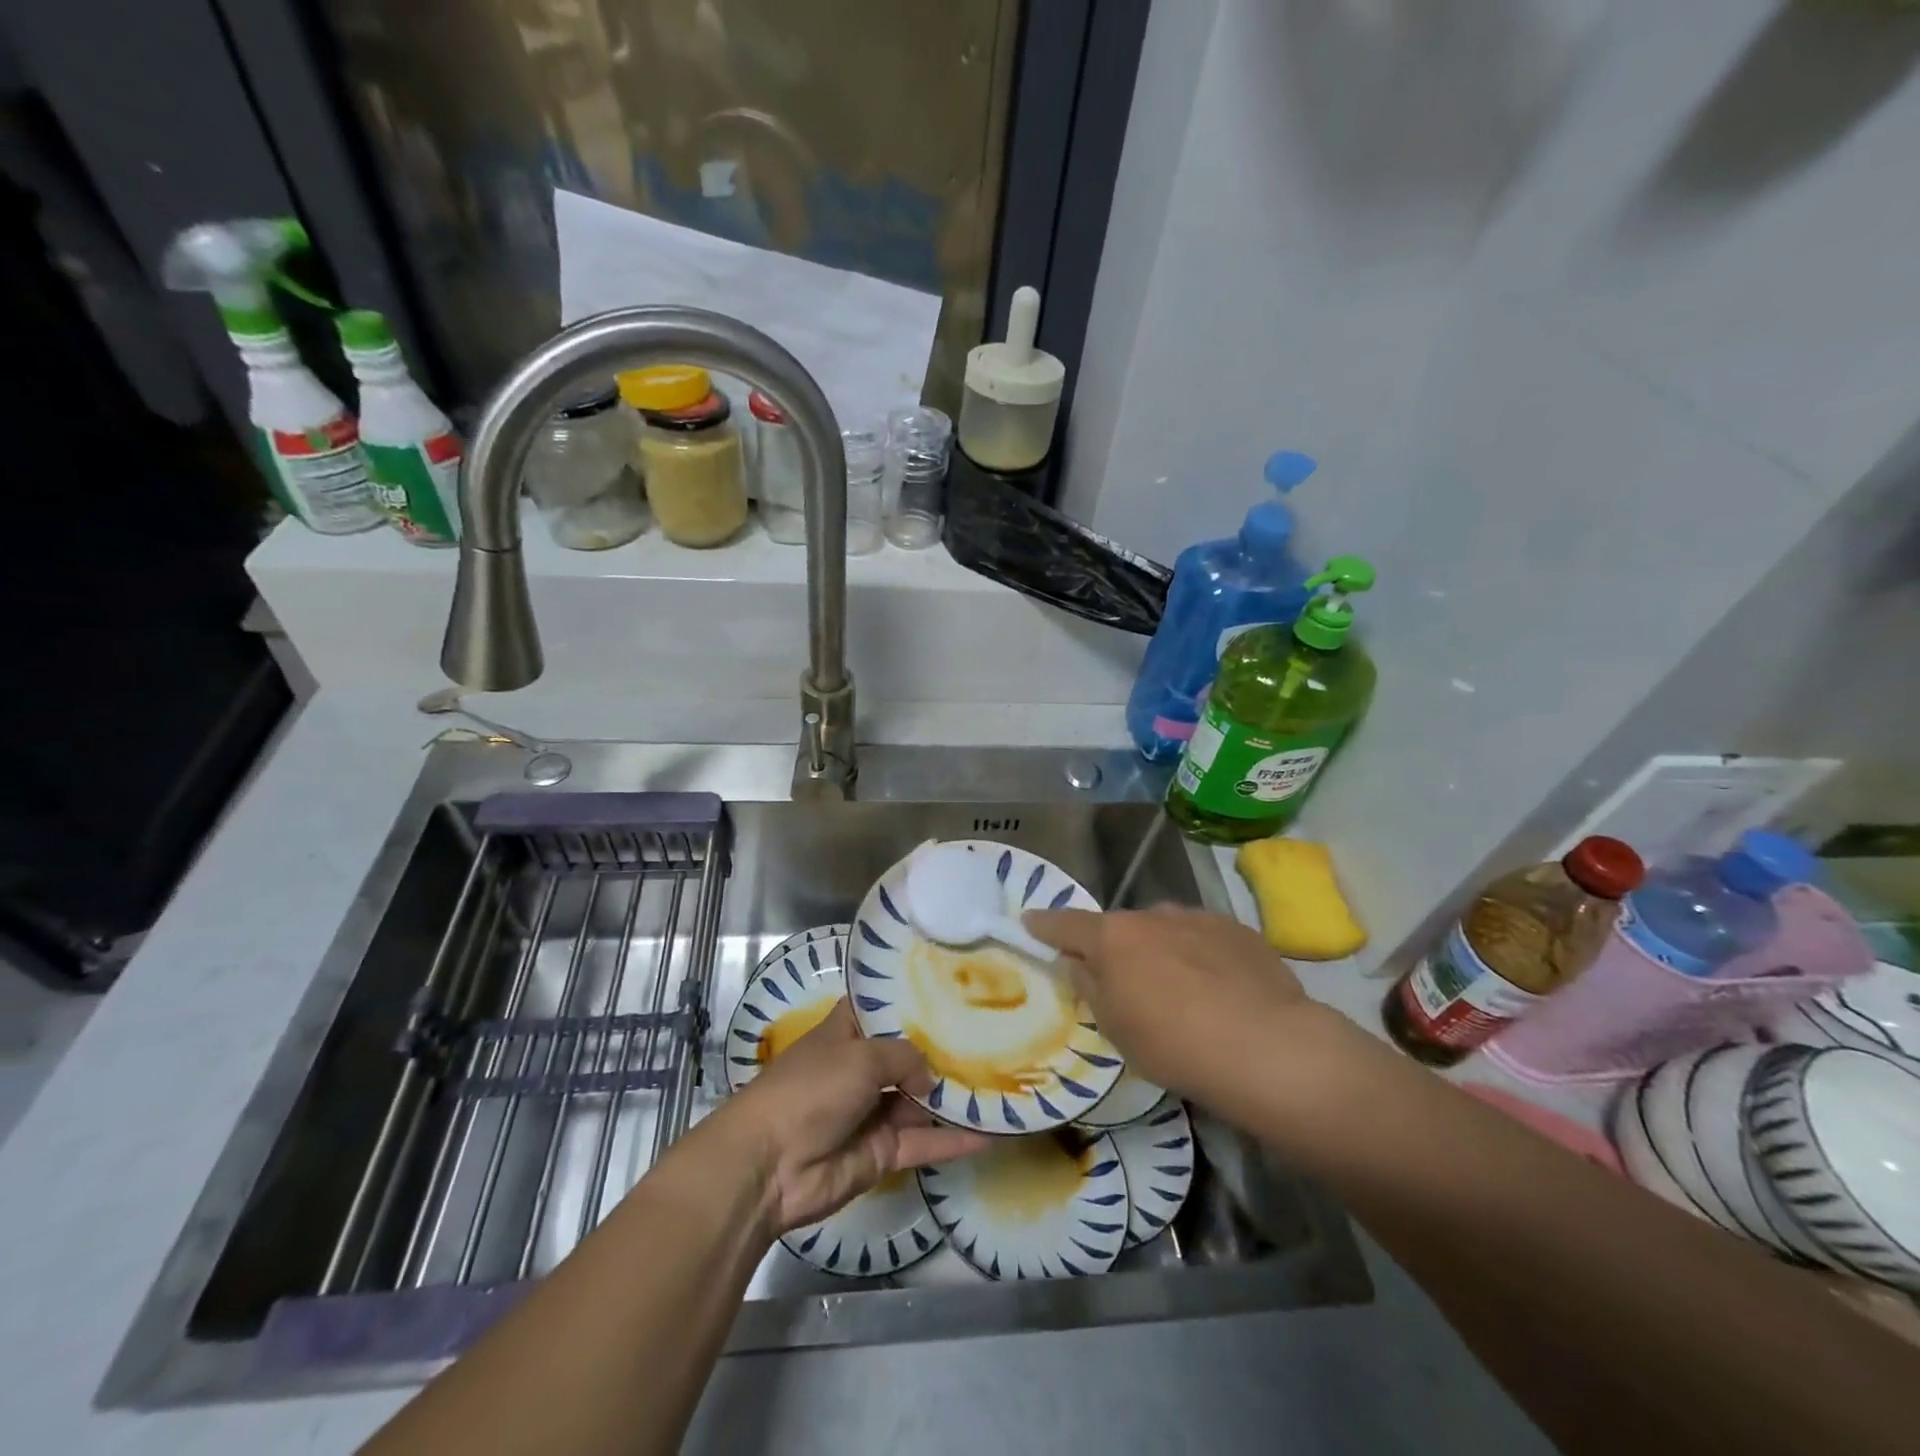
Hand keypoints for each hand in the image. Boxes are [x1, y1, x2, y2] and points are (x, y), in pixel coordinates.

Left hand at [711, 999, 992, 1234]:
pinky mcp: (884, 1151)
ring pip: (923, 1100)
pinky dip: (957, 1140)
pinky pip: (926, 1141)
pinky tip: (995, 1131)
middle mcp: (862, 1067)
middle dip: (946, 1048)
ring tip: (1006, 1079)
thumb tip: (930, 1078)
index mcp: (847, 1032)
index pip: (883, 1007)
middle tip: (994, 1032)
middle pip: (910, 1054)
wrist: (770, 1166)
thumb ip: (904, 1058)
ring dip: (957, 1094)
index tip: (953, 987)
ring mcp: (874, 1111)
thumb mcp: (860, 1056)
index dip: (913, 998)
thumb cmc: (810, 1089)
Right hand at [1023, 905, 1313, 1105]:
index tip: (1030, 922)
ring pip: (1165, 931)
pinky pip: (1204, 938)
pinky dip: (1200, 956)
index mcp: (1113, 937)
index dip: (1044, 925)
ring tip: (1181, 991)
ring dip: (1161, 951)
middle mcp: (1152, 915)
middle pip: (1121, 929)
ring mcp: (1198, 918)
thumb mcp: (1115, 1027)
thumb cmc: (1174, 1044)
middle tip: (1125, 984)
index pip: (1066, 924)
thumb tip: (1076, 962)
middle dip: (1116, 949)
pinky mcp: (1238, 930)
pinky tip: (1219, 990)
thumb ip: (1089, 986)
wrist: (1267, 1047)